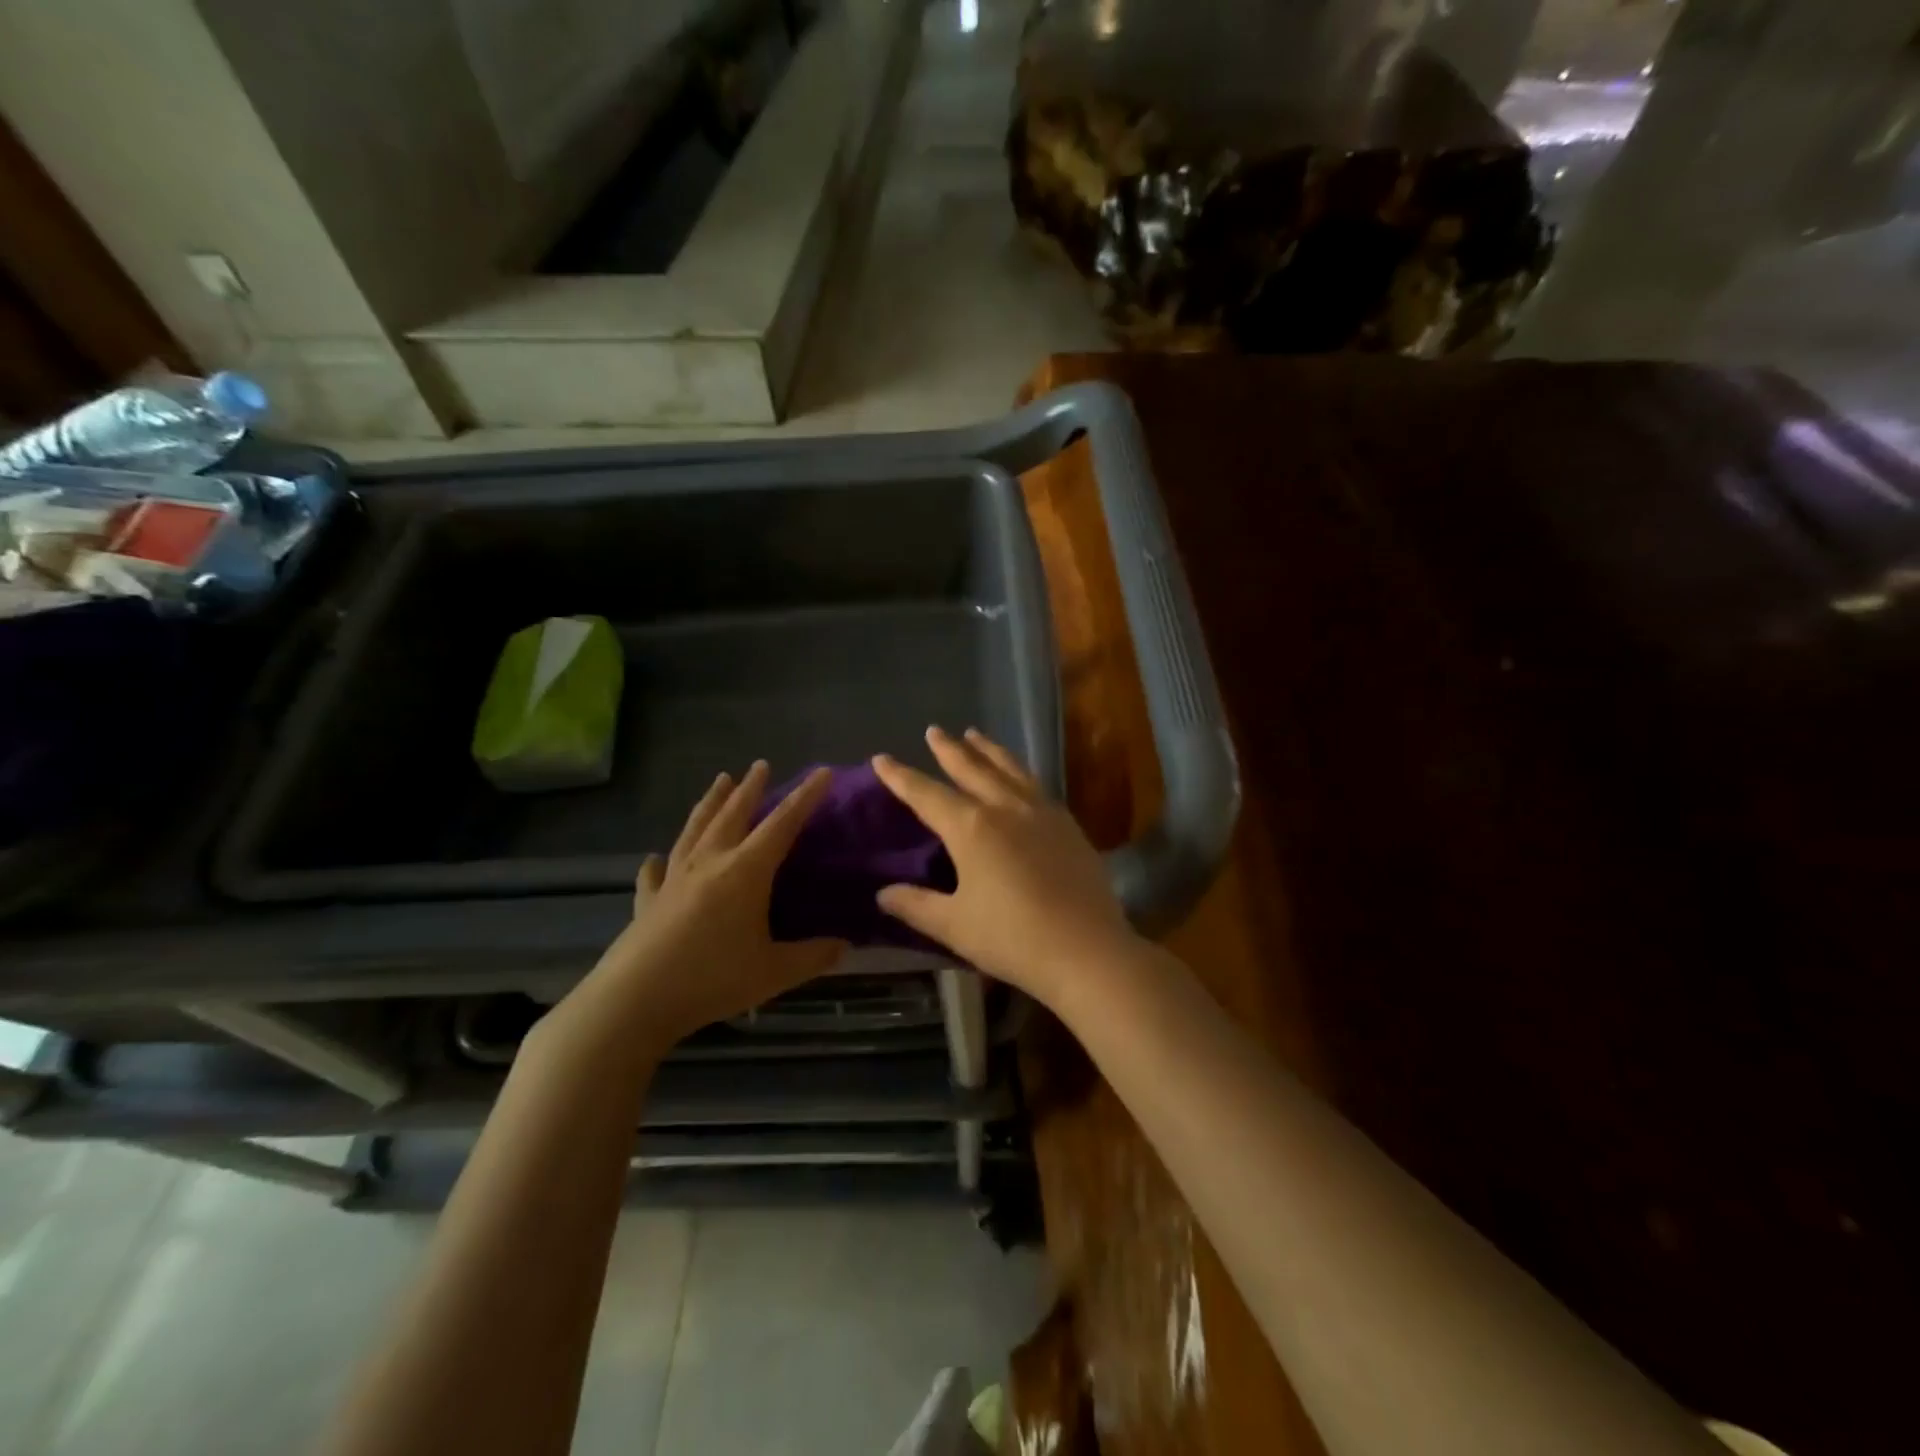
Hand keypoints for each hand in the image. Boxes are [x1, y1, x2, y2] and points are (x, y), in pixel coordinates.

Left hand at [543, 762, 846, 1065]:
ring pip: (695, 829)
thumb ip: (811, 957)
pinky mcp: (648, 901)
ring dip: (710, 803)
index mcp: (745, 871)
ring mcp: (673, 878)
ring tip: (720, 781)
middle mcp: (709, 863)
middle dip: (750, 788)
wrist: (634, 1000)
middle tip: (760, 765)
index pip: (782, 824)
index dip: (804, 797)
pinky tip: (655, 858)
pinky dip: (659, 862)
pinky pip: (655, 873)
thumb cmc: (712, 979)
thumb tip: (844, 946)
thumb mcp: (773, 972)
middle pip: (733, 814)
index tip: (821, 772)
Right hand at [872, 727, 1143, 1008]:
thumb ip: (916, 906)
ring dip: (988, 750)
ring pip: (1009, 768)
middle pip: (971, 768)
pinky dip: (1018, 771)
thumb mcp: (954, 925)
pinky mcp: (1068, 825)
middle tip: (934, 730)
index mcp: (971, 827)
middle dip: (948, 749)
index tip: (881, 758)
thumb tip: (883, 894)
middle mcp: (1005, 807)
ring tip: (975, 735)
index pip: (926, 794)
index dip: (900, 776)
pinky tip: (1019, 777)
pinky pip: (1035, 785)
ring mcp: (1041, 812)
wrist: (1087, 949)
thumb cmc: (1013, 938)